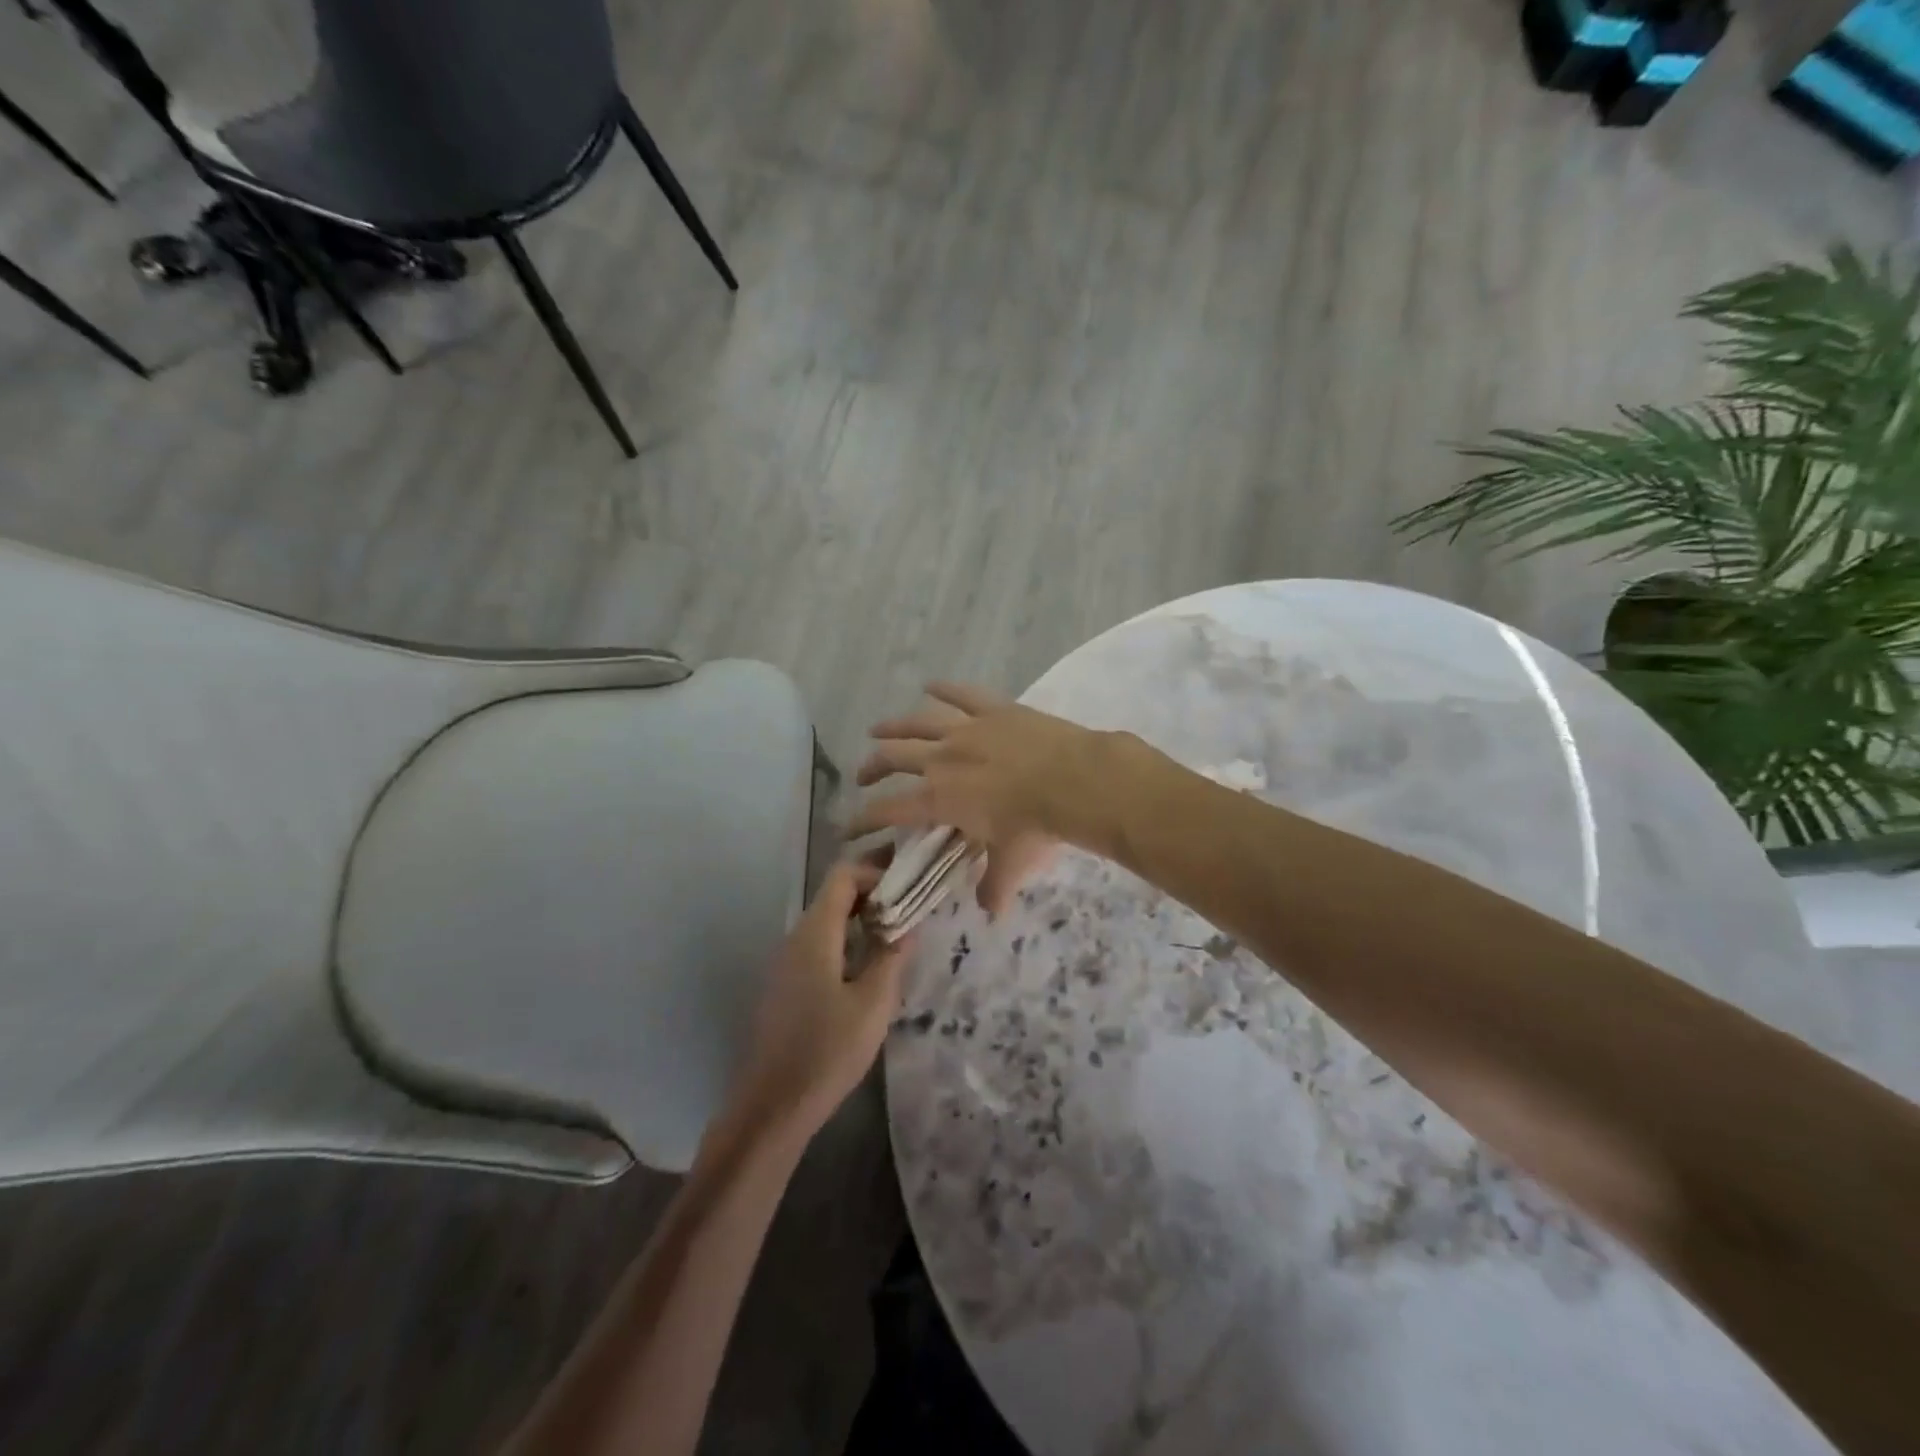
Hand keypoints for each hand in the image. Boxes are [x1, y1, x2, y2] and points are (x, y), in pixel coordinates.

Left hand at [724, 862, 910, 1142]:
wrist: (772, 1107)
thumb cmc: (827, 1051)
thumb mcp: (874, 1003)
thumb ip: (892, 955)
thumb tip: (909, 922)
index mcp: (815, 933)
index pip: (843, 875)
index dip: (877, 874)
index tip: (909, 891)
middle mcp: (795, 938)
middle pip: (834, 896)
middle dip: (874, 896)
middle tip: (911, 912)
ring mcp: (785, 962)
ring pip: (826, 922)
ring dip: (861, 921)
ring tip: (897, 940)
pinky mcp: (785, 986)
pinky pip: (818, 947)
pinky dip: (846, 943)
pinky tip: (868, 970)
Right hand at [849, 682, 1115, 914]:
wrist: (1073, 781)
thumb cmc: (1037, 826)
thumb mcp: (1012, 864)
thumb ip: (995, 886)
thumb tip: (991, 911)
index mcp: (940, 799)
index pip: (889, 810)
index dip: (864, 819)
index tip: (847, 826)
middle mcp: (942, 760)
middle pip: (894, 759)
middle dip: (872, 767)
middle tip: (861, 774)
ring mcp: (967, 730)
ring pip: (919, 723)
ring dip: (895, 726)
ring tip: (878, 729)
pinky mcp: (994, 710)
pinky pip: (962, 695)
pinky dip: (945, 689)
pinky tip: (930, 685)